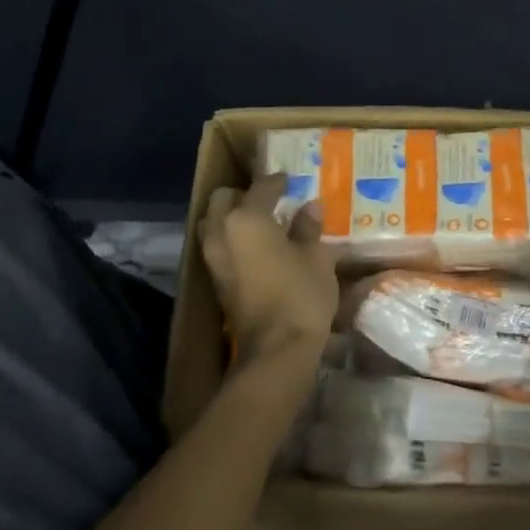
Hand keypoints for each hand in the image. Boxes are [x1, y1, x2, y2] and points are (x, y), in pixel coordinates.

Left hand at [200, 173, 338, 373]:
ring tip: (263, 223)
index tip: (290, 180)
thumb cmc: (300, 294)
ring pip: (215, 223)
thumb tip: (310, 207)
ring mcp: (213, 259)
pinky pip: (219, 246)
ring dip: (234, 218)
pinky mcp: (216, 282)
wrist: (276, 350)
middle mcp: (221, 233)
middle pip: (224, 200)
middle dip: (244, 195)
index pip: (261, 188)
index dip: (277, 181)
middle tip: (270, 200)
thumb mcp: (316, 257)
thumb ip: (309, 228)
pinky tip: (259, 247)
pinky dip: (234, 240)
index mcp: (246, 219)